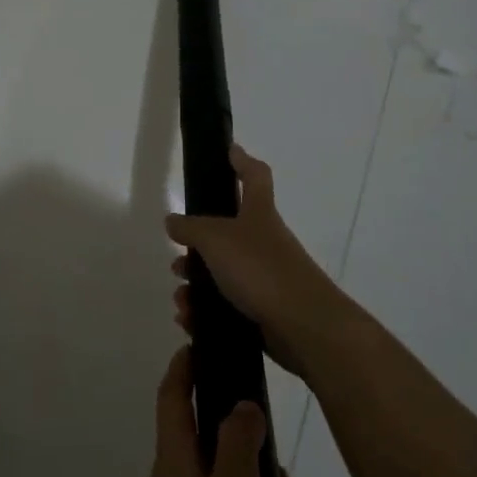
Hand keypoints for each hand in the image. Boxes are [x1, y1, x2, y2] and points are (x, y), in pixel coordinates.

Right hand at [165, 145, 344, 372]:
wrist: (304, 326)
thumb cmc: (261, 269)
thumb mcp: (216, 239)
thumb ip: (191, 227)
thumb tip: (173, 220)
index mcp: (258, 214)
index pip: (254, 176)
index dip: (241, 161)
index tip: (229, 150)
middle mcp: (264, 242)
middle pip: (228, 233)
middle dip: (198, 247)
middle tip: (178, 260)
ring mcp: (266, 277)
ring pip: (223, 273)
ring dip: (196, 285)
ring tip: (181, 299)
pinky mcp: (263, 310)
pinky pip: (227, 306)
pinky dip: (205, 312)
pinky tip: (189, 320)